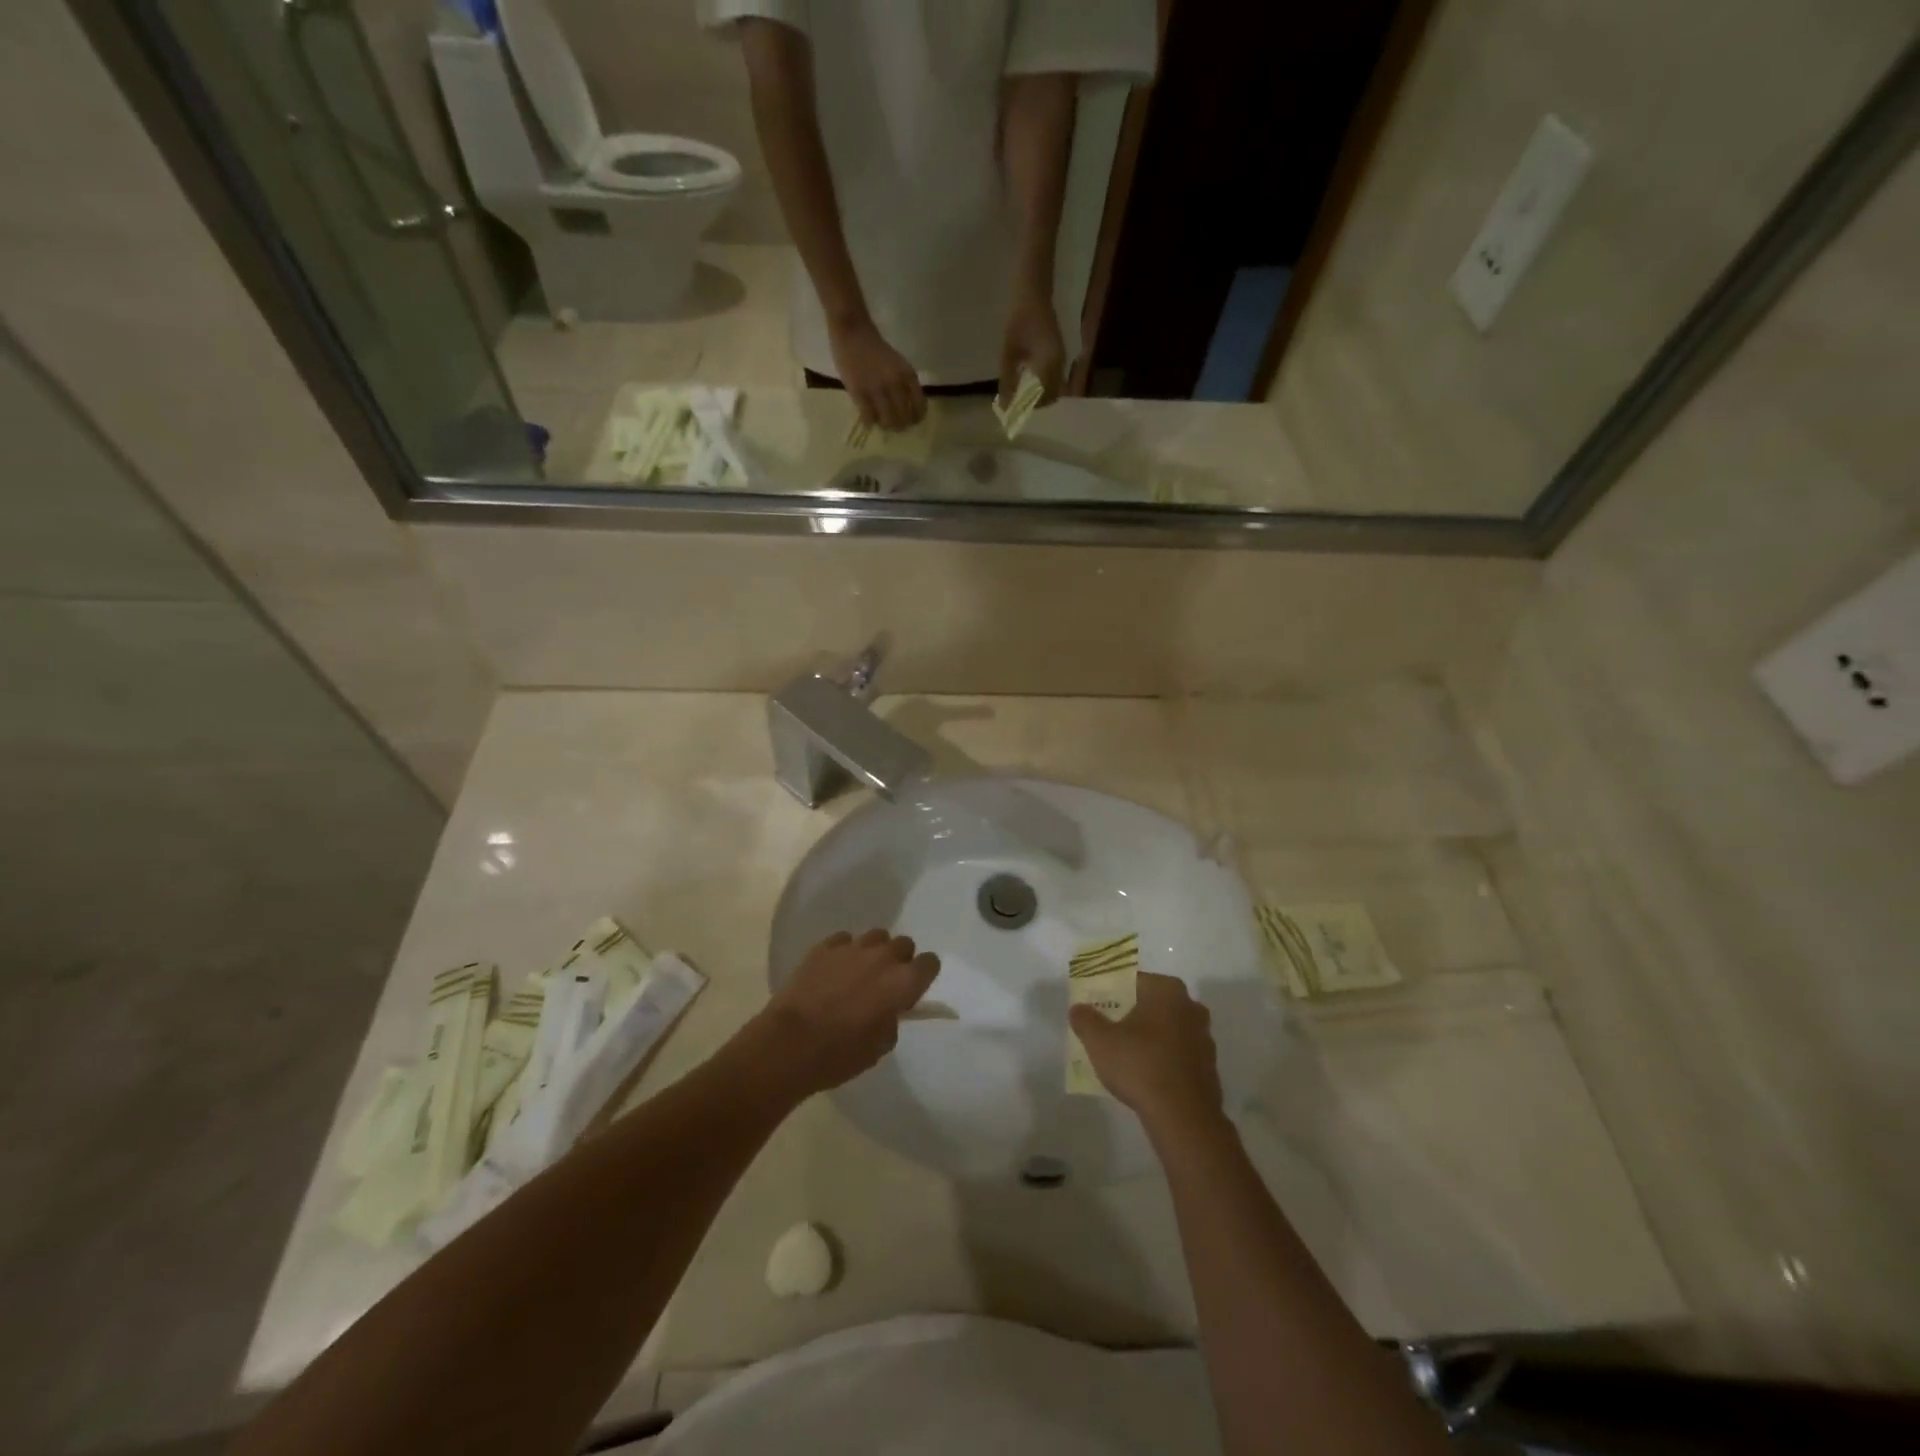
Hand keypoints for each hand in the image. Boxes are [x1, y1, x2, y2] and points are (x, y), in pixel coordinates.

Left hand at [742, 928, 939, 1100]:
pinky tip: (833, 971)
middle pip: (904, 944)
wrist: (789, 1044)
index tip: (913, 989)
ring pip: (876, 937)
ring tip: (858, 973)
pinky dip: (844, 953)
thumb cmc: (840, 1054)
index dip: (923, 975)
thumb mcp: (880, 1047)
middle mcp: (883, 957)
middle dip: (899, 961)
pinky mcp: (824, 947)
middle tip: (885, 983)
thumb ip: (892, 1020)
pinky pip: (844, 941)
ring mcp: (852, 948)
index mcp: (903, 982)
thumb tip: (888, 1009)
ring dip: (874, 952)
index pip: (930, 963)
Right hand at [829, 319, 926, 432]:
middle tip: (895, 426)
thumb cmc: (876, 348)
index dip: (916, 419)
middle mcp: (895, 383)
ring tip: (882, 423)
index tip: (911, 421)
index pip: (919, 407)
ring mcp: (877, 388)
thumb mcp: (898, 364)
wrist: (853, 330)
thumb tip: (908, 409)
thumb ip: (904, 384)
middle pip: (903, 418)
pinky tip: (869, 419)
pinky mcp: (859, 391)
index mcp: (908, 375)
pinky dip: (870, 422)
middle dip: (900, 426)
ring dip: (886, 426)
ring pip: (887, 421)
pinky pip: (868, 417)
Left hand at [999, 291, 1066, 409]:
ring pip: (1054, 390)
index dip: (1028, 408)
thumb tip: (1004, 406)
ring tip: (1021, 397)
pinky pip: (1054, 380)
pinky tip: (1028, 384)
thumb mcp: (1009, 352)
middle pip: (1051, 397)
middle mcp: (1060, 365)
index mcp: (1048, 363)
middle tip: (1017, 406)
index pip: (1041, 398)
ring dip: (1040, 398)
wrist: (1034, 293)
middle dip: (1035, 406)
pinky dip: (1043, 388)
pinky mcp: (1060, 357)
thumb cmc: (1019, 319)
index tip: (1013, 413)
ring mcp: (1062, 360)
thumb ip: (1008, 381)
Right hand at [1069, 973, 1223, 1133]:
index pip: (1133, 981)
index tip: (1096, 1006)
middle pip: (1152, 1004)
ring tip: (1123, 1053)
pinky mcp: (1208, 1066)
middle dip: (1130, 1013)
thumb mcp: (1100, 1040)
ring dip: (1148, 1037)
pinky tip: (1144, 1074)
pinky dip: (1162, 1058)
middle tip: (1107, 1028)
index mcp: (1167, 990)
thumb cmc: (1140, 1065)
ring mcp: (1204, 1038)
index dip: (1111, 991)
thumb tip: (1078, 1008)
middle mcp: (1191, 1007)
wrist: (1183, 1117)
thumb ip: (1085, 1020)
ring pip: (1167, 1029)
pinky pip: (1177, 1053)